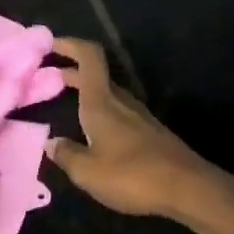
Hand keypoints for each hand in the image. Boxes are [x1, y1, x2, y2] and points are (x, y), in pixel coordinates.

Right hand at [45, 38, 228, 221]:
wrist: (188, 189)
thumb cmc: (133, 176)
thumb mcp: (88, 172)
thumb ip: (66, 155)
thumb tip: (50, 142)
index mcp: (102, 103)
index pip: (89, 58)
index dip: (70, 44)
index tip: (49, 45)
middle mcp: (121, 102)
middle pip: (96, 76)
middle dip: (70, 72)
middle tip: (45, 78)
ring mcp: (139, 117)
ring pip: (107, 94)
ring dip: (85, 92)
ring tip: (65, 102)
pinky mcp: (150, 133)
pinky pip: (118, 113)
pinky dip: (99, 111)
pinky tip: (92, 131)